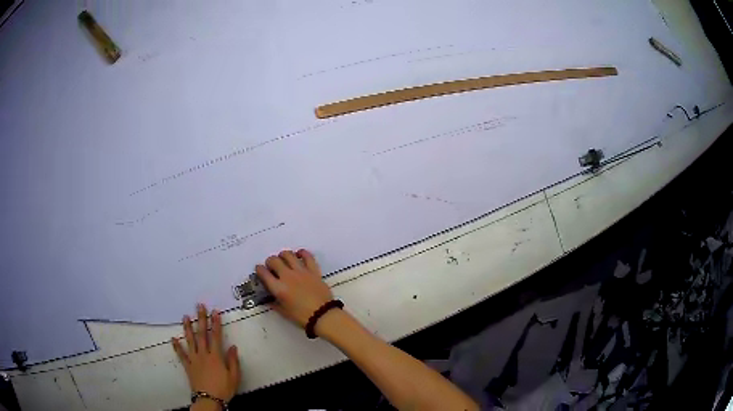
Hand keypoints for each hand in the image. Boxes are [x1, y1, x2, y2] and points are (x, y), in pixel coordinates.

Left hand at [172, 304, 240, 403]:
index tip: (215, 312)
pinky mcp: (188, 366)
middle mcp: (203, 354)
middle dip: (201, 319)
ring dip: (188, 328)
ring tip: (185, 316)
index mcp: (216, 356)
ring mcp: (194, 359)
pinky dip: (177, 346)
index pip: (215, 336)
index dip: (215, 323)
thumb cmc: (224, 388)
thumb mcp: (234, 376)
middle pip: (202, 334)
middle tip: (199, 306)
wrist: (209, 399)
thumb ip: (233, 361)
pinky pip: (181, 355)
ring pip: (190, 340)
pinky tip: (173, 339)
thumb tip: (233, 346)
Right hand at [255, 249, 333, 327]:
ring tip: (284, 260)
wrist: (323, 315)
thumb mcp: (284, 312)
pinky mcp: (314, 271)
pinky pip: (307, 256)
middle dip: (270, 262)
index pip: (263, 273)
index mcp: (279, 288)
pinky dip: (302, 253)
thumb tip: (269, 298)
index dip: (259, 269)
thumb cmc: (302, 316)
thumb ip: (274, 303)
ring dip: (283, 255)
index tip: (260, 270)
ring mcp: (301, 272)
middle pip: (274, 261)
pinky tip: (299, 254)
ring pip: (288, 255)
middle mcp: (288, 276)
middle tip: (272, 267)